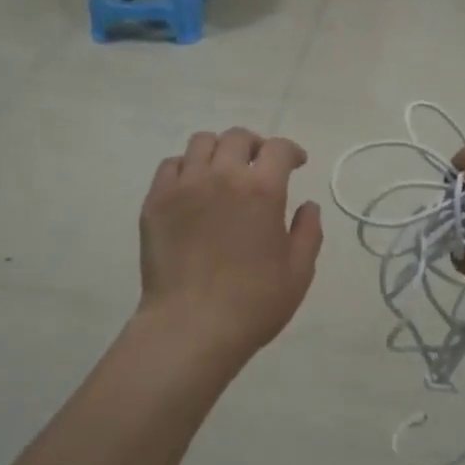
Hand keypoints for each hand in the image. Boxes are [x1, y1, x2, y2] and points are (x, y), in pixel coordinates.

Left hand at [138, 128, 323, 363]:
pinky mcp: (156, 201)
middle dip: (255, 146)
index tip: (296, 163)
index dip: (291, 151)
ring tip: (223, 172)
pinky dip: (186, 168)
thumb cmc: (253, 303)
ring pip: (201, 143)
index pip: (278, 148)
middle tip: (259, 166)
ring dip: (219, 151)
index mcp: (262, 189)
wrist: (191, 327)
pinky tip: (192, 187)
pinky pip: (170, 165)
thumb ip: (308, 232)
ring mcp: (184, 185)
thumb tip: (307, 206)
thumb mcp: (298, 272)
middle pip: (238, 137)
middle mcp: (222, 176)